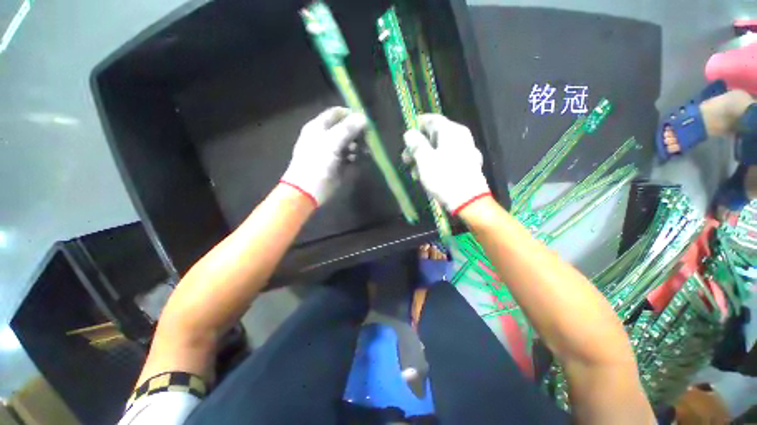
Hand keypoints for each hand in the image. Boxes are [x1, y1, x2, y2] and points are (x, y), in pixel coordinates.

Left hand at [280, 107, 366, 205]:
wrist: (309, 190)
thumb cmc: (317, 163)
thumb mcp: (331, 142)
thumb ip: (348, 129)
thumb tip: (364, 117)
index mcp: (319, 127)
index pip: (337, 113)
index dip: (351, 115)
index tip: (365, 121)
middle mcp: (326, 137)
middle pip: (346, 129)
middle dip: (357, 133)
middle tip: (367, 139)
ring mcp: (333, 152)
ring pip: (350, 143)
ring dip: (358, 146)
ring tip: (363, 151)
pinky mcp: (338, 164)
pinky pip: (351, 157)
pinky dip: (356, 157)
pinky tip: (358, 160)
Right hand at [403, 114, 490, 214]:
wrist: (468, 200)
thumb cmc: (444, 177)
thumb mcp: (424, 160)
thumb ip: (416, 144)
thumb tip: (409, 133)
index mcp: (451, 131)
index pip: (431, 120)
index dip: (416, 126)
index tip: (405, 139)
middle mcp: (460, 136)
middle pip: (434, 135)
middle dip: (418, 147)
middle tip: (406, 160)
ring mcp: (465, 150)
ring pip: (440, 148)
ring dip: (424, 158)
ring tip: (415, 173)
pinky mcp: (467, 164)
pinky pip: (447, 158)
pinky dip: (436, 163)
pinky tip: (428, 176)